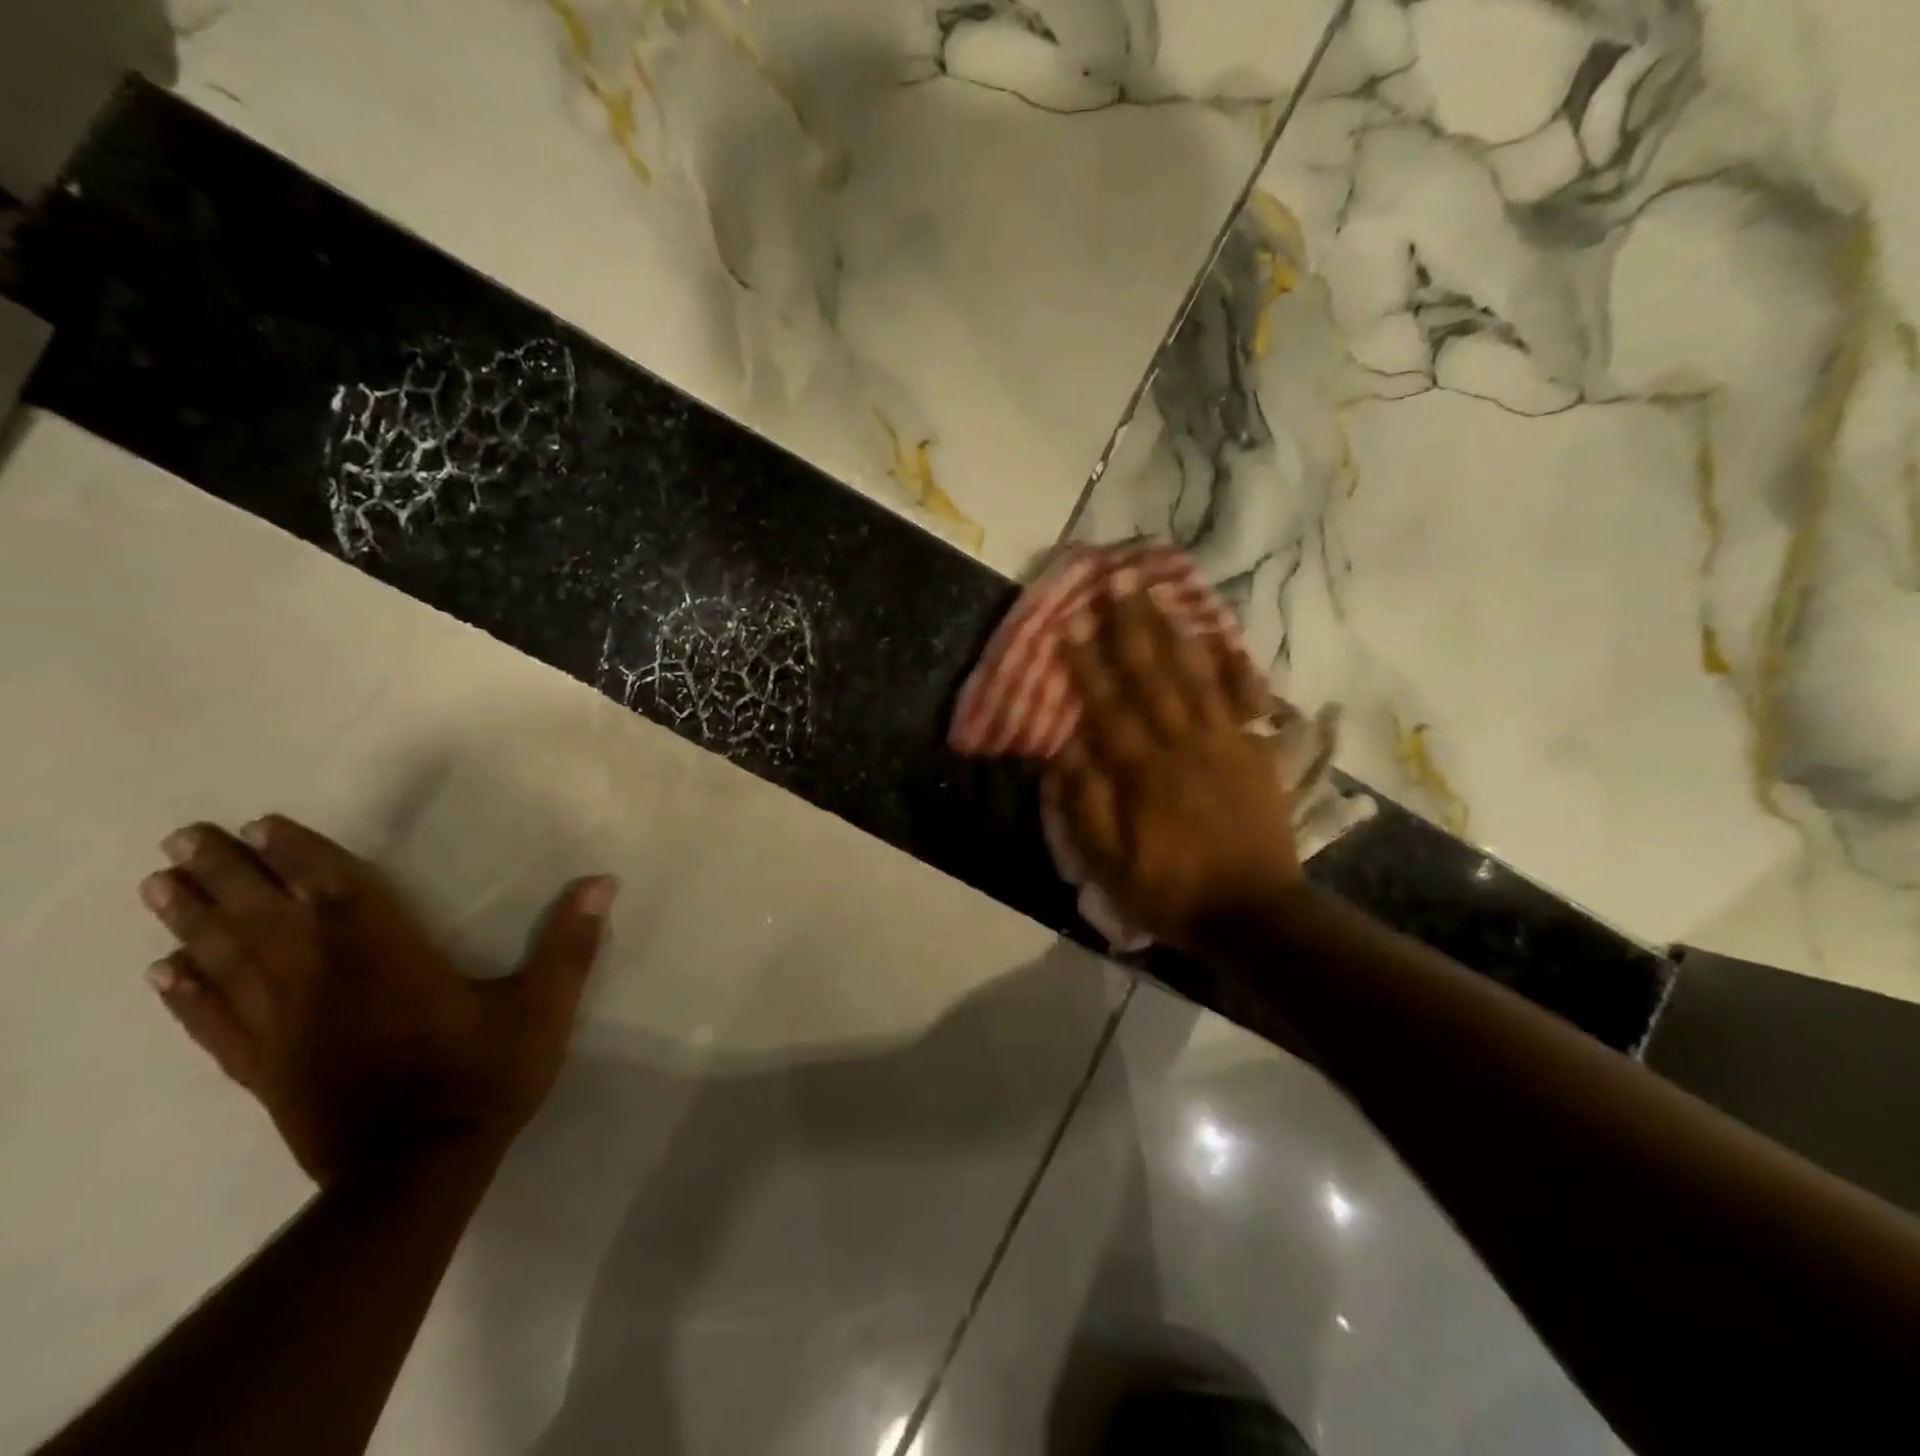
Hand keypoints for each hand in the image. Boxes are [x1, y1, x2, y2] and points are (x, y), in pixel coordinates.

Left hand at [138, 815, 614, 1183]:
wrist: (417, 1173)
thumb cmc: (483, 1078)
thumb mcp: (544, 1007)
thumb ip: (570, 943)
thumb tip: (603, 882)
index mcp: (389, 958)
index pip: (337, 892)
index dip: (301, 855)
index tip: (260, 825)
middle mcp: (325, 982)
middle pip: (266, 919)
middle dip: (226, 876)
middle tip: (182, 839)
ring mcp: (286, 1030)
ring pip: (228, 964)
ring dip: (193, 922)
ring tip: (157, 887)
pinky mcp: (266, 1071)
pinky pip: (216, 1024)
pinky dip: (187, 996)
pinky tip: (163, 974)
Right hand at [1044, 589, 1302, 949]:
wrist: (1253, 914)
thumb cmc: (1172, 891)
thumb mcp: (1109, 865)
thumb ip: (1085, 806)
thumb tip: (1064, 751)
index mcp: (1142, 772)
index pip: (1108, 706)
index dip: (1088, 664)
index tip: (1071, 624)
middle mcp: (1182, 745)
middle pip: (1153, 675)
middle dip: (1131, 626)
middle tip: (1117, 581)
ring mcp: (1224, 743)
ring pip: (1197, 675)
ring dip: (1176, 630)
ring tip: (1160, 592)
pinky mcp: (1255, 752)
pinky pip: (1246, 699)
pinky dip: (1235, 665)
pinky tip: (1224, 635)